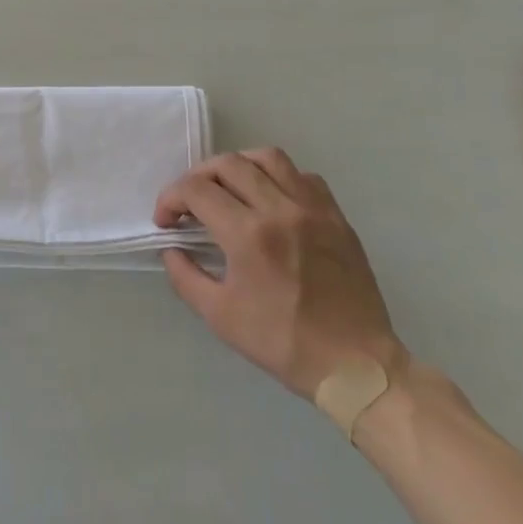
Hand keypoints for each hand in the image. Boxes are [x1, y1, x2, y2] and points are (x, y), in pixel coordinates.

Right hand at [156, 147, 404, 397]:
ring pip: (268, 157)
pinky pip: (303, 176)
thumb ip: (185, 275)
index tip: (167, 221)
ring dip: (239, 166)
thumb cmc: (283, 342)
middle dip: (198, 177)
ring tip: (229, 189)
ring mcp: (313, 209)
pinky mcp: (336, 217)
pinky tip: (271, 200)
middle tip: (191, 203)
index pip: (196, 190)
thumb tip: (172, 248)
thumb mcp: (219, 317)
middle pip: (228, 164)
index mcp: (248, 235)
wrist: (356, 365)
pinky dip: (279, 178)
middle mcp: (279, 209)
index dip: (170, 198)